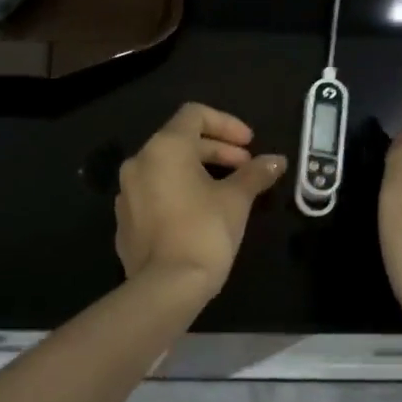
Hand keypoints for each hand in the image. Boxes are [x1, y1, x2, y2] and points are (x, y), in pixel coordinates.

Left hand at [115, 103, 287, 296]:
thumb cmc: (205, 232)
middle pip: (180, 140)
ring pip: (166, 168)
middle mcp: (139, 162)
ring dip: (198, 171)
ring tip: (227, 191)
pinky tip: (200, 214)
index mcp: (164, 148)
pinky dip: (179, 192)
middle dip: (217, 150)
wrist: (165, 288)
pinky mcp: (125, 220)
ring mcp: (127, 192)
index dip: (226, 124)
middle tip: (246, 168)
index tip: (249, 145)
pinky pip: (154, 193)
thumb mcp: (236, 199)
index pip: (194, 114)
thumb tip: (277, 160)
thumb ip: (255, 174)